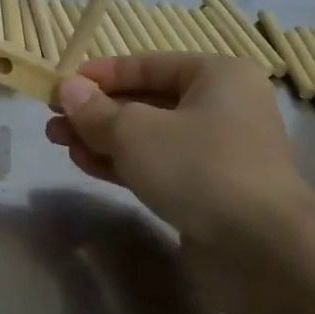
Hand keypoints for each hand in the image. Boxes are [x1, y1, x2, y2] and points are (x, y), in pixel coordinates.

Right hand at [44, 54, 314, 262]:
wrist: (262, 250)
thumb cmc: (198, 168)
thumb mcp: (134, 131)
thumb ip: (95, 110)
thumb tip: (67, 88)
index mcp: (216, 75)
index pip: (147, 64)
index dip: (100, 74)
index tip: (60, 85)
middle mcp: (221, 107)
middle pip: (145, 101)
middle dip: (96, 111)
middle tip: (52, 120)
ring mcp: (217, 151)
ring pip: (147, 136)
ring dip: (102, 138)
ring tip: (59, 142)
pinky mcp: (208, 190)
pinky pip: (157, 165)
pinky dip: (122, 163)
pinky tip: (85, 164)